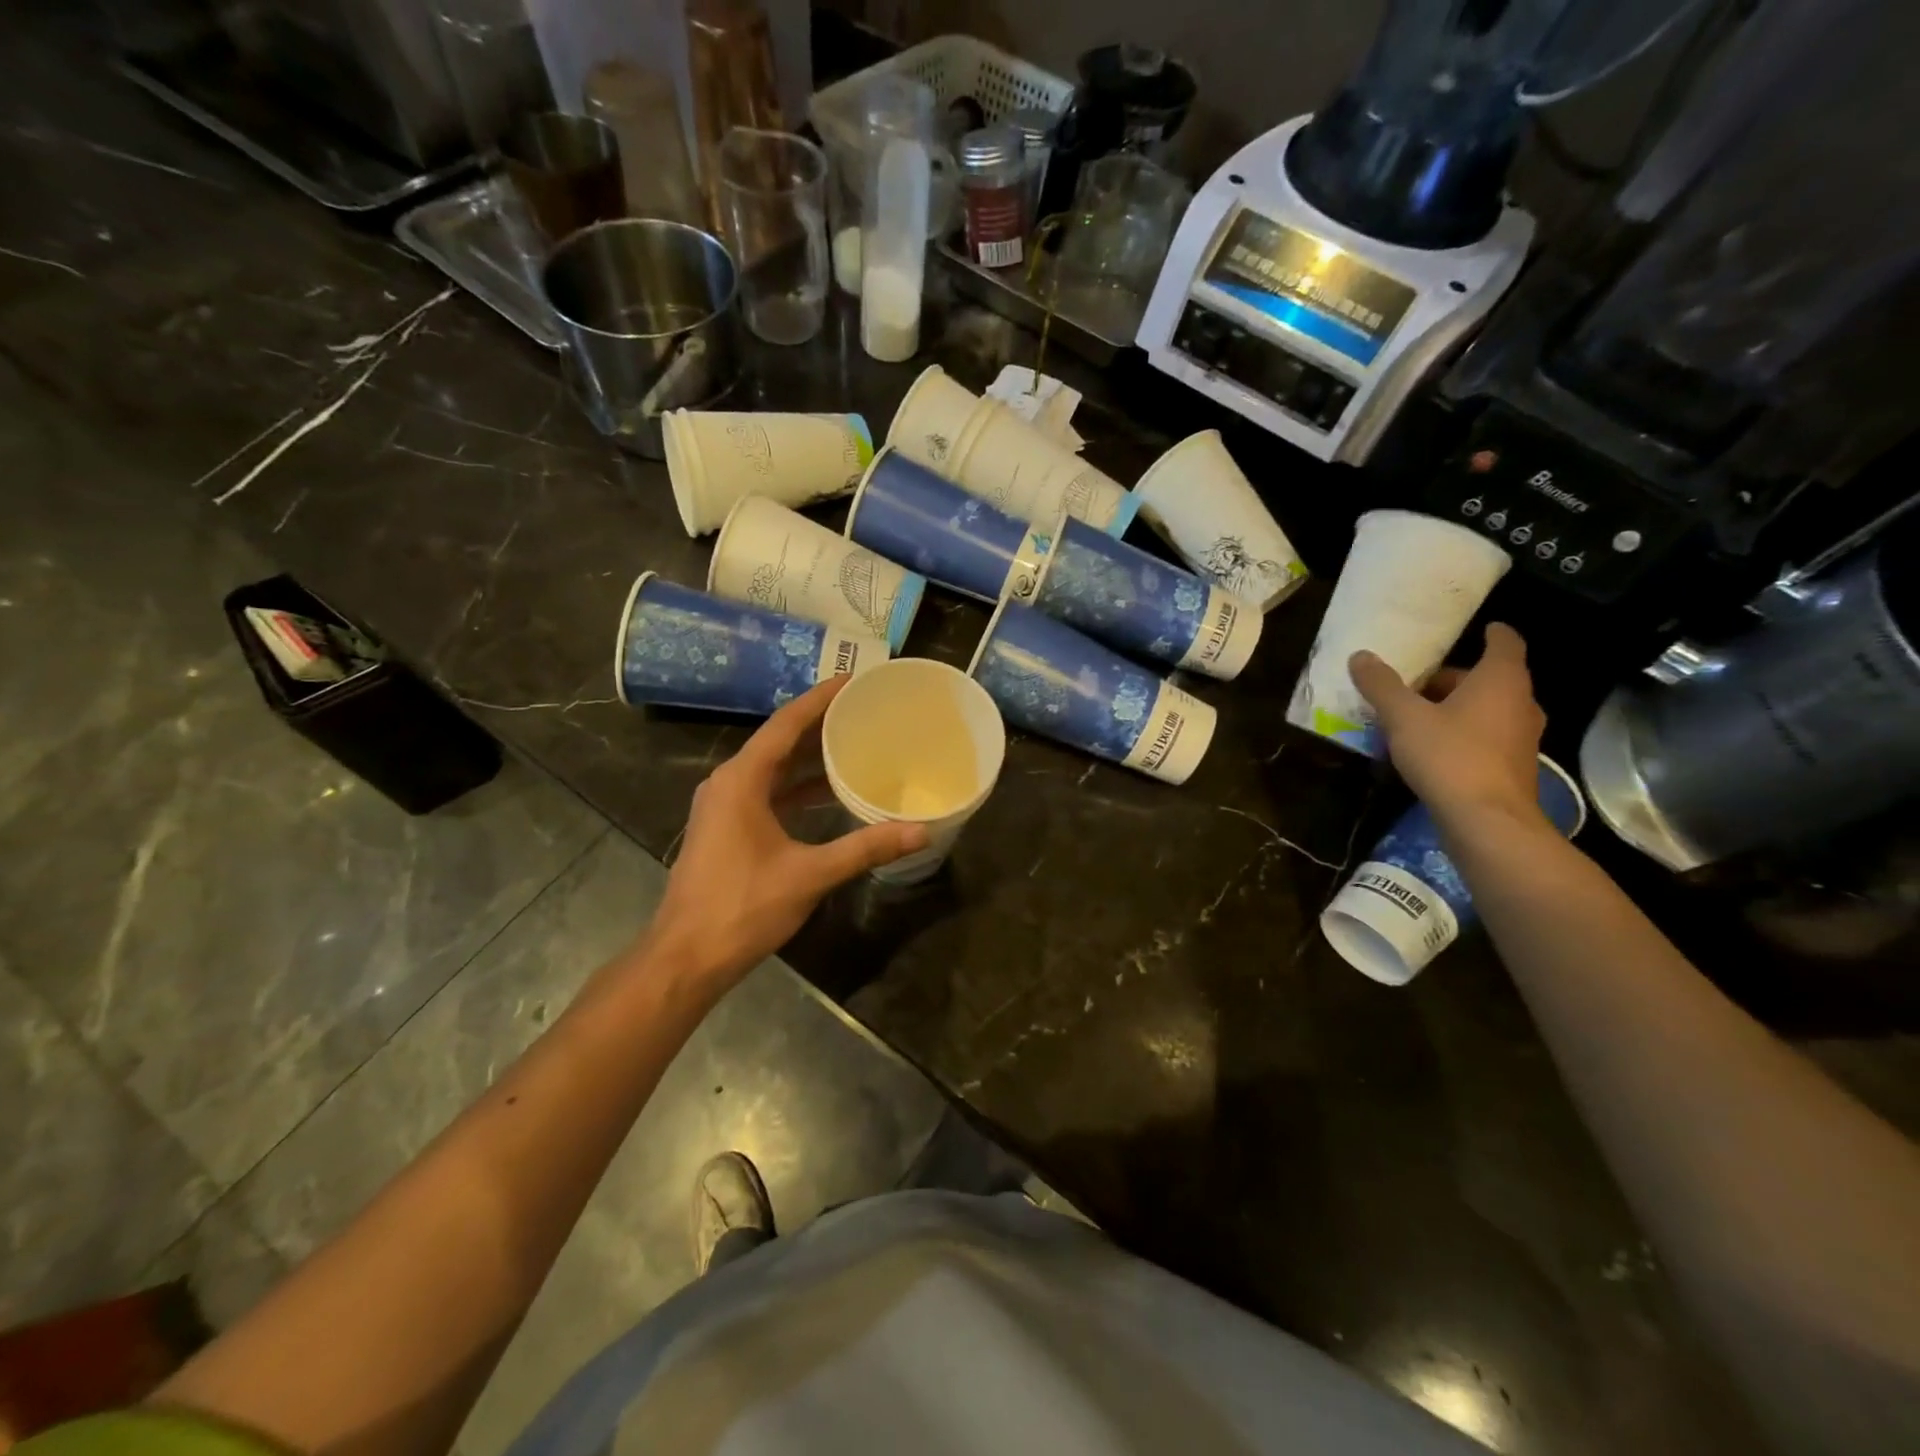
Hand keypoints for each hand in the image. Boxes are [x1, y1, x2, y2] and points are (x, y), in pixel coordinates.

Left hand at [645, 677, 928, 988]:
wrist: (687, 956)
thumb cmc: (743, 907)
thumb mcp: (810, 874)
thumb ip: (866, 848)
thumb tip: (921, 831)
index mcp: (742, 779)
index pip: (786, 724)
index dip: (820, 699)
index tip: (853, 680)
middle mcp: (728, 782)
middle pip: (779, 740)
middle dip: (820, 723)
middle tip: (863, 708)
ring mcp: (724, 806)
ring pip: (773, 768)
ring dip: (809, 756)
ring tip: (853, 741)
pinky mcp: (726, 828)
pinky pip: (767, 791)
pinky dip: (797, 787)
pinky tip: (829, 792)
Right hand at [1349, 622, 1546, 831]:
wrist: (1486, 821)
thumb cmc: (1449, 756)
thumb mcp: (1404, 717)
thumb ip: (1382, 686)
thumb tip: (1361, 656)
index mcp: (1500, 681)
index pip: (1505, 643)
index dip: (1493, 633)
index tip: (1480, 628)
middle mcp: (1520, 703)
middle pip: (1489, 679)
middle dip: (1453, 678)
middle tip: (1415, 683)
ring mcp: (1521, 738)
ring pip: (1488, 710)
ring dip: (1456, 708)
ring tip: (1415, 716)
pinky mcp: (1513, 767)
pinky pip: (1486, 737)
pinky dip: (1462, 733)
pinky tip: (1430, 748)